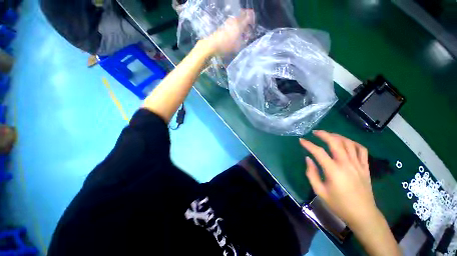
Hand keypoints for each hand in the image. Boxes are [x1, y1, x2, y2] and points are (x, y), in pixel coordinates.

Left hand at [204, 9, 254, 54]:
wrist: (213, 44)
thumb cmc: (227, 46)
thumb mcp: (238, 46)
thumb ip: (244, 42)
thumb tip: (247, 39)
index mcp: (240, 23)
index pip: (249, 15)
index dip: (253, 20)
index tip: (253, 27)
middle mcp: (235, 20)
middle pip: (244, 15)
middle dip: (247, 22)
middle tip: (248, 31)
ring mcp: (229, 21)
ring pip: (238, 20)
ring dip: (242, 26)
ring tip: (242, 36)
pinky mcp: (225, 25)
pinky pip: (233, 23)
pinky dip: (236, 28)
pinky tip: (235, 36)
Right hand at [300, 130, 378, 228]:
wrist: (363, 215)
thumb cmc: (339, 205)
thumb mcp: (319, 191)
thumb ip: (311, 173)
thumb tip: (308, 158)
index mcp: (334, 171)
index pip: (318, 152)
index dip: (308, 144)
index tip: (301, 140)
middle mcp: (346, 164)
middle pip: (335, 142)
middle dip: (323, 134)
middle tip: (315, 132)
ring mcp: (358, 164)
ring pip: (348, 143)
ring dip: (337, 136)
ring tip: (328, 135)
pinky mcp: (365, 167)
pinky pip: (362, 150)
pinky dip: (353, 143)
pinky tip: (347, 142)